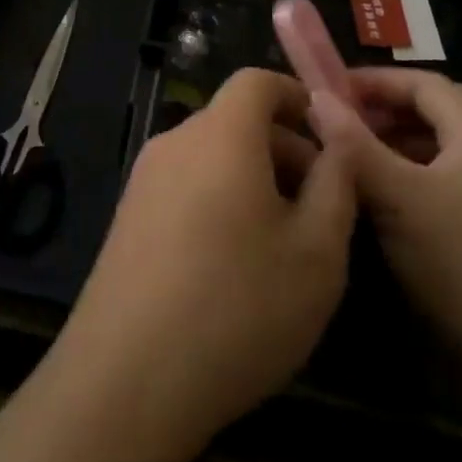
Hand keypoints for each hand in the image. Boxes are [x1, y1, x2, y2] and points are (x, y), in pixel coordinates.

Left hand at [49, 68, 357, 460]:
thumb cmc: (239, 308)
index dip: (297, 96)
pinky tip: (236, 265)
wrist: (127, 380)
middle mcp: (174, 144)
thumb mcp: (318, 251)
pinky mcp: (126, 220)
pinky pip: (185, 187)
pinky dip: (219, 201)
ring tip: (285, 241)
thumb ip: (336, 183)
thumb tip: (336, 141)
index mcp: (220, 136)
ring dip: (253, 179)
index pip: (256, 81)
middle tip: (321, 204)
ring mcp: (142, 182)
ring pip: (210, 157)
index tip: (330, 135)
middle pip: (234, 121)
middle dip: (284, 148)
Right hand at [307, 69, 461, 373]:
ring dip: (393, 140)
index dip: (376, 80)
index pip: (425, 83)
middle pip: (434, 110)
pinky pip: (443, 176)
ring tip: (350, 153)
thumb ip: (352, 144)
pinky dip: (408, 170)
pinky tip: (378, 191)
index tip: (330, 88)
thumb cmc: (454, 259)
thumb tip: (317, 99)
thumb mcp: (394, 195)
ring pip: (437, 145)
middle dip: (384, 108)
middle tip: (337, 119)